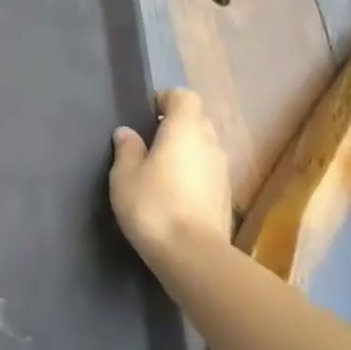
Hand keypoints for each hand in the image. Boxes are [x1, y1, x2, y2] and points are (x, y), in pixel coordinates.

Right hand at [108, 88, 231, 259]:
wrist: (192, 252)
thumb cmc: (153, 203)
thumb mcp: (125, 174)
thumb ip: (127, 148)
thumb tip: (128, 133)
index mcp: (185, 129)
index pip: (183, 96)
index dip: (165, 100)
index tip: (145, 115)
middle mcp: (209, 143)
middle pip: (196, 121)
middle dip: (174, 126)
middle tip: (147, 143)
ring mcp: (222, 171)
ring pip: (203, 148)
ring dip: (184, 152)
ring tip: (158, 170)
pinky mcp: (225, 196)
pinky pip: (206, 171)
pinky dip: (192, 174)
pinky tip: (172, 194)